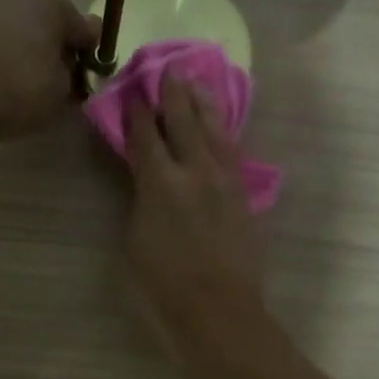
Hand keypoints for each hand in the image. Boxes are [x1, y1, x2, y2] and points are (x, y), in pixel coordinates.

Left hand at [0, 0, 98, 138]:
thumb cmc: (21, 85)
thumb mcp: (64, 90)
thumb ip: (75, 75)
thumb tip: (74, 69)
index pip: (81, 27)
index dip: (87, 58)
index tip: (86, 83)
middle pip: (45, 20)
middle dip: (53, 47)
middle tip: (57, 83)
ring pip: (16, 27)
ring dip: (25, 49)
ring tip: (28, 86)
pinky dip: (0, 55)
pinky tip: (1, 82)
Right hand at [126, 73, 265, 347]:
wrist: (219, 313)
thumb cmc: (163, 287)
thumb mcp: (135, 240)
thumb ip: (140, 199)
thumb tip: (146, 177)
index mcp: (160, 182)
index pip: (145, 134)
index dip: (136, 108)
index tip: (133, 87)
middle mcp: (195, 171)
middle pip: (183, 121)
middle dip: (174, 92)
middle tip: (170, 66)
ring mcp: (225, 181)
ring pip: (216, 130)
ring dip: (205, 103)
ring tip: (199, 83)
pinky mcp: (244, 196)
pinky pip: (233, 151)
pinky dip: (225, 132)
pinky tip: (223, 125)